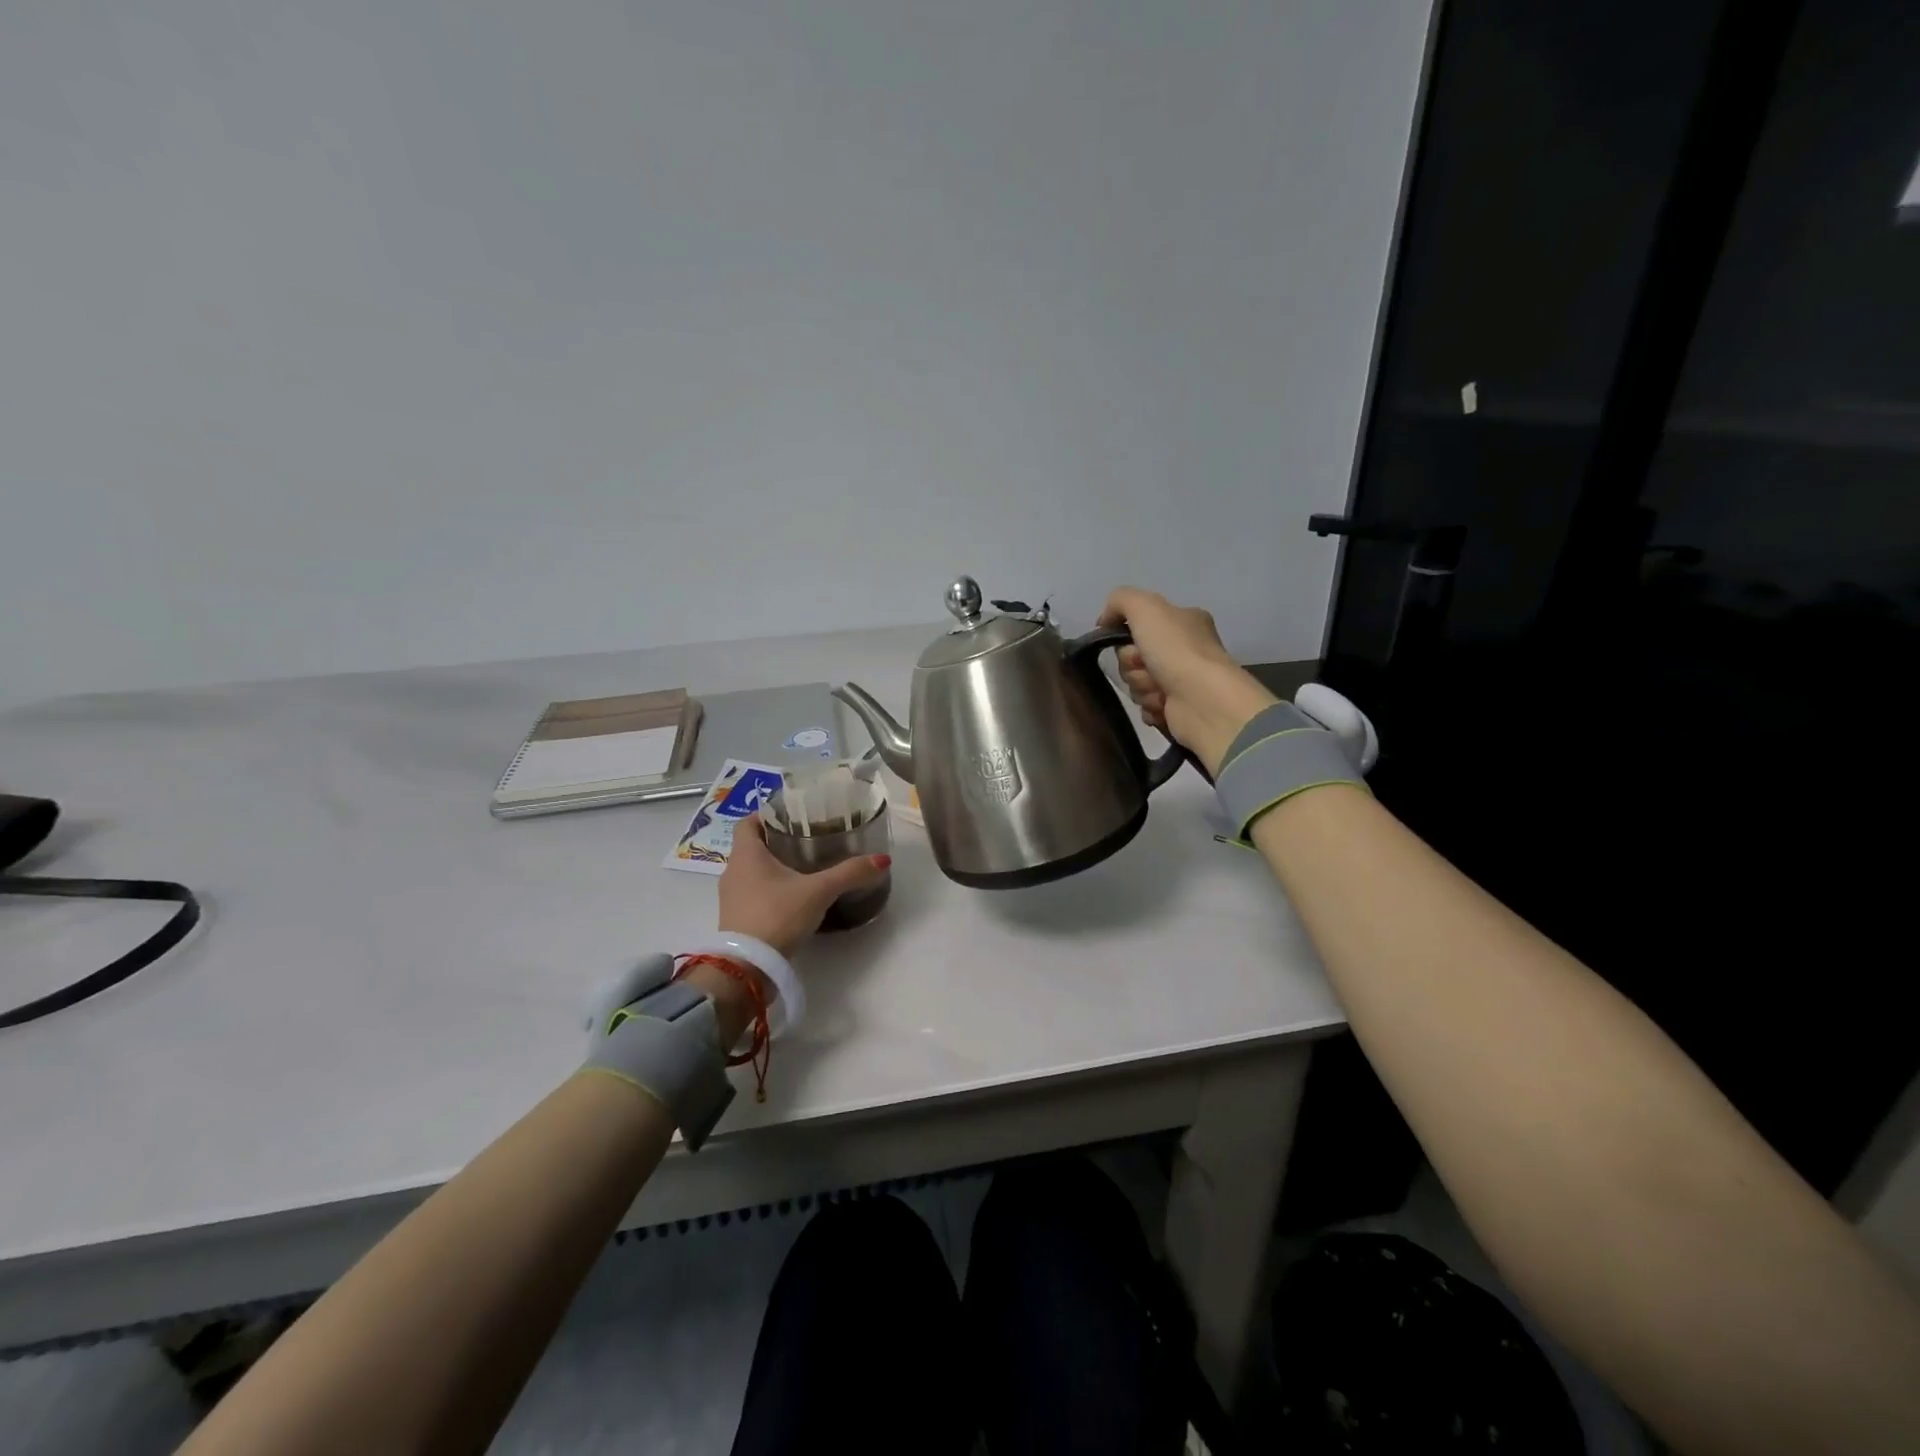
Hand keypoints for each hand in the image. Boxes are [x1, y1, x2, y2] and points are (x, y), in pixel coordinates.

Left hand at [718, 814, 890, 959]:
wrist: (747, 967)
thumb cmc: (777, 916)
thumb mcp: (819, 891)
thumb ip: (850, 873)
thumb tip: (882, 859)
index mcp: (746, 855)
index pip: (748, 822)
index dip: (767, 815)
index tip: (791, 815)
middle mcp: (733, 871)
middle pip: (752, 845)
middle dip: (777, 840)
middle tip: (807, 837)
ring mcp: (731, 897)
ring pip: (751, 871)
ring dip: (773, 866)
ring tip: (804, 866)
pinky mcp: (736, 919)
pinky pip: (752, 892)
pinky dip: (769, 888)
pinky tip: (793, 896)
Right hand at [1099, 587, 1276, 775]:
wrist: (1203, 700)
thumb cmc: (1176, 650)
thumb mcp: (1145, 607)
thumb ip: (1120, 601)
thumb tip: (1104, 621)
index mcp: (1183, 621)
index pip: (1138, 625)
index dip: (1126, 637)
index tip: (1130, 643)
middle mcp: (1184, 649)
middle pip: (1133, 657)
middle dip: (1133, 666)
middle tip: (1147, 667)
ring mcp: (1183, 680)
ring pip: (1137, 682)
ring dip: (1142, 687)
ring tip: (1160, 691)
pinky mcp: (1178, 708)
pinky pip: (1146, 706)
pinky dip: (1150, 707)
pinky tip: (1163, 706)